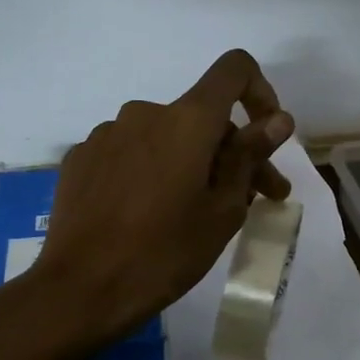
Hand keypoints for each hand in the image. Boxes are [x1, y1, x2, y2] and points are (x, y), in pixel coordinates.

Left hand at [35, 50, 295, 341]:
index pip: (234, 69)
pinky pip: (131, 152)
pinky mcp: (81, 158)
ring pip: (167, 136)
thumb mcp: (223, 211)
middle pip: (203, 116)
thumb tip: (279, 120)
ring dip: (191, 163)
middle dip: (234, 152)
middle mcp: (145, 113)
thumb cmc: (165, 253)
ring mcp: (107, 134)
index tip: (266, 136)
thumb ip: (250, 157)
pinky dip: (152, 171)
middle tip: (255, 200)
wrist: (79, 290)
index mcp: (187, 120)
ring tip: (197, 213)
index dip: (260, 92)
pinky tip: (150, 213)